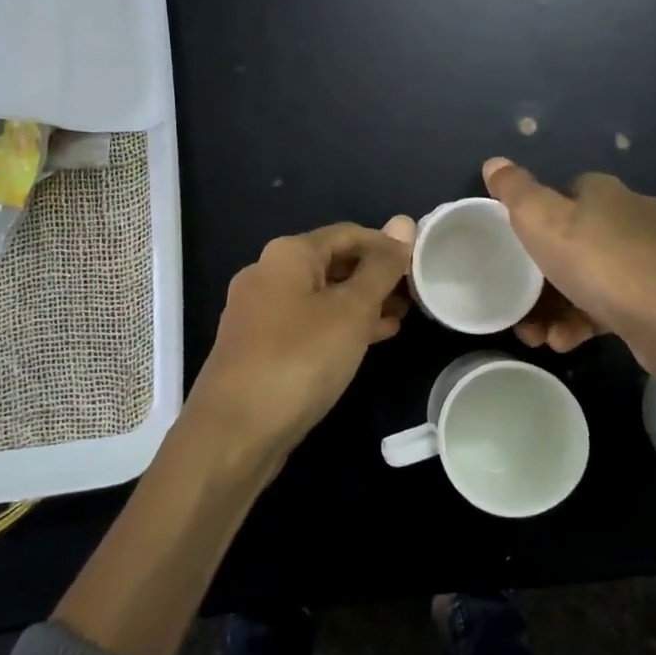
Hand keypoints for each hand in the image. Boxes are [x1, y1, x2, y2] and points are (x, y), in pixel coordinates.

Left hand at [180, 222, 411, 479]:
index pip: (348, 234)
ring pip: (321, 297)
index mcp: (287, 254)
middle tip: (416, 297)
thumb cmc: (299, 359)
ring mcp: (259, 312)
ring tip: (401, 319)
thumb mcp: (351, 311)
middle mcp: (268, 274)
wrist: (233, 432)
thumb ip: (380, 268)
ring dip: (361, 304)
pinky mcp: (259, 347)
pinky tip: (369, 342)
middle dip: (375, 277)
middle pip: (333, 263)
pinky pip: (308, 324)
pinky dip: (339, 327)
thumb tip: (403, 222)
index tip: (422, 267)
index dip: (387, 246)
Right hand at [483, 157, 655, 393]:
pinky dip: (585, 321)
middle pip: (574, 240)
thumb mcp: (542, 221)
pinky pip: (612, 305)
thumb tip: (494, 162)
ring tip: (537, 336)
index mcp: (604, 193)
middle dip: (539, 276)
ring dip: (557, 306)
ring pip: (591, 277)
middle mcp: (632, 217)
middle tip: (518, 305)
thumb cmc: (601, 262)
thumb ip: (515, 192)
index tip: (514, 249)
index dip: (534, 219)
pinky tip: (567, 342)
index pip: (563, 193)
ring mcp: (653, 258)